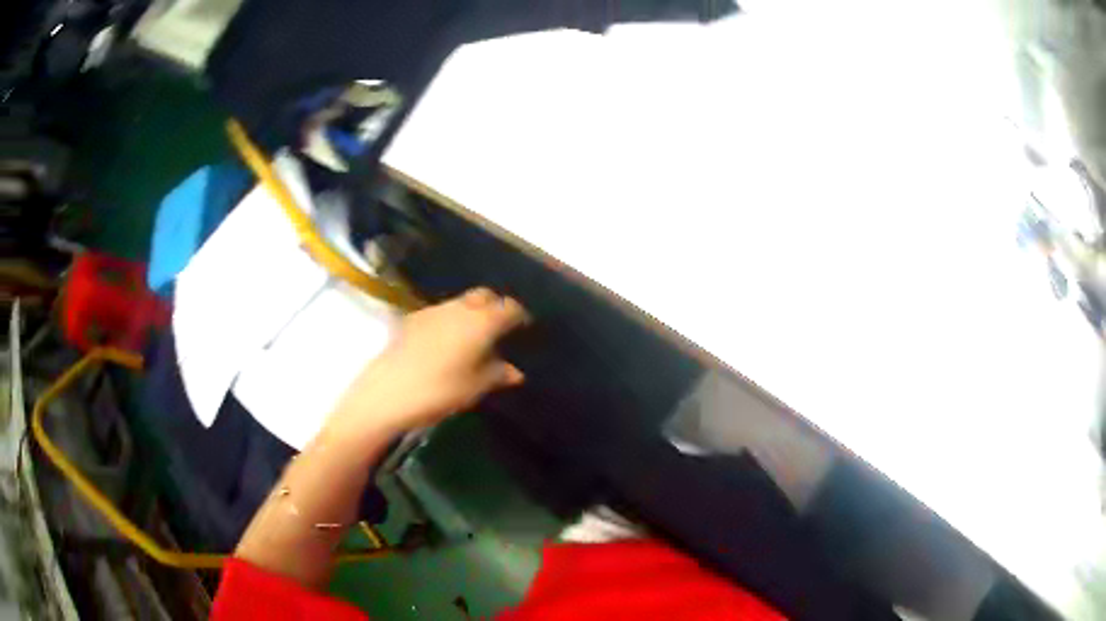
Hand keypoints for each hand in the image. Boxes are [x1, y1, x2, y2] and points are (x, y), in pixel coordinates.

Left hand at [326, 287, 528, 441]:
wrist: (386, 393)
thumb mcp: (474, 388)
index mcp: (481, 322)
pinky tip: (446, 342)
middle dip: (495, 306)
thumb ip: (497, 374)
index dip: (519, 315)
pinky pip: (441, 312)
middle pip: (484, 296)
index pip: (509, 307)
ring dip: (472, 312)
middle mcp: (459, 308)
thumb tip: (515, 372)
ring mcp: (433, 310)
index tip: (524, 328)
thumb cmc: (438, 392)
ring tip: (474, 336)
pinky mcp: (412, 318)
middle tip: (500, 328)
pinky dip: (451, 320)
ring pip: (461, 302)